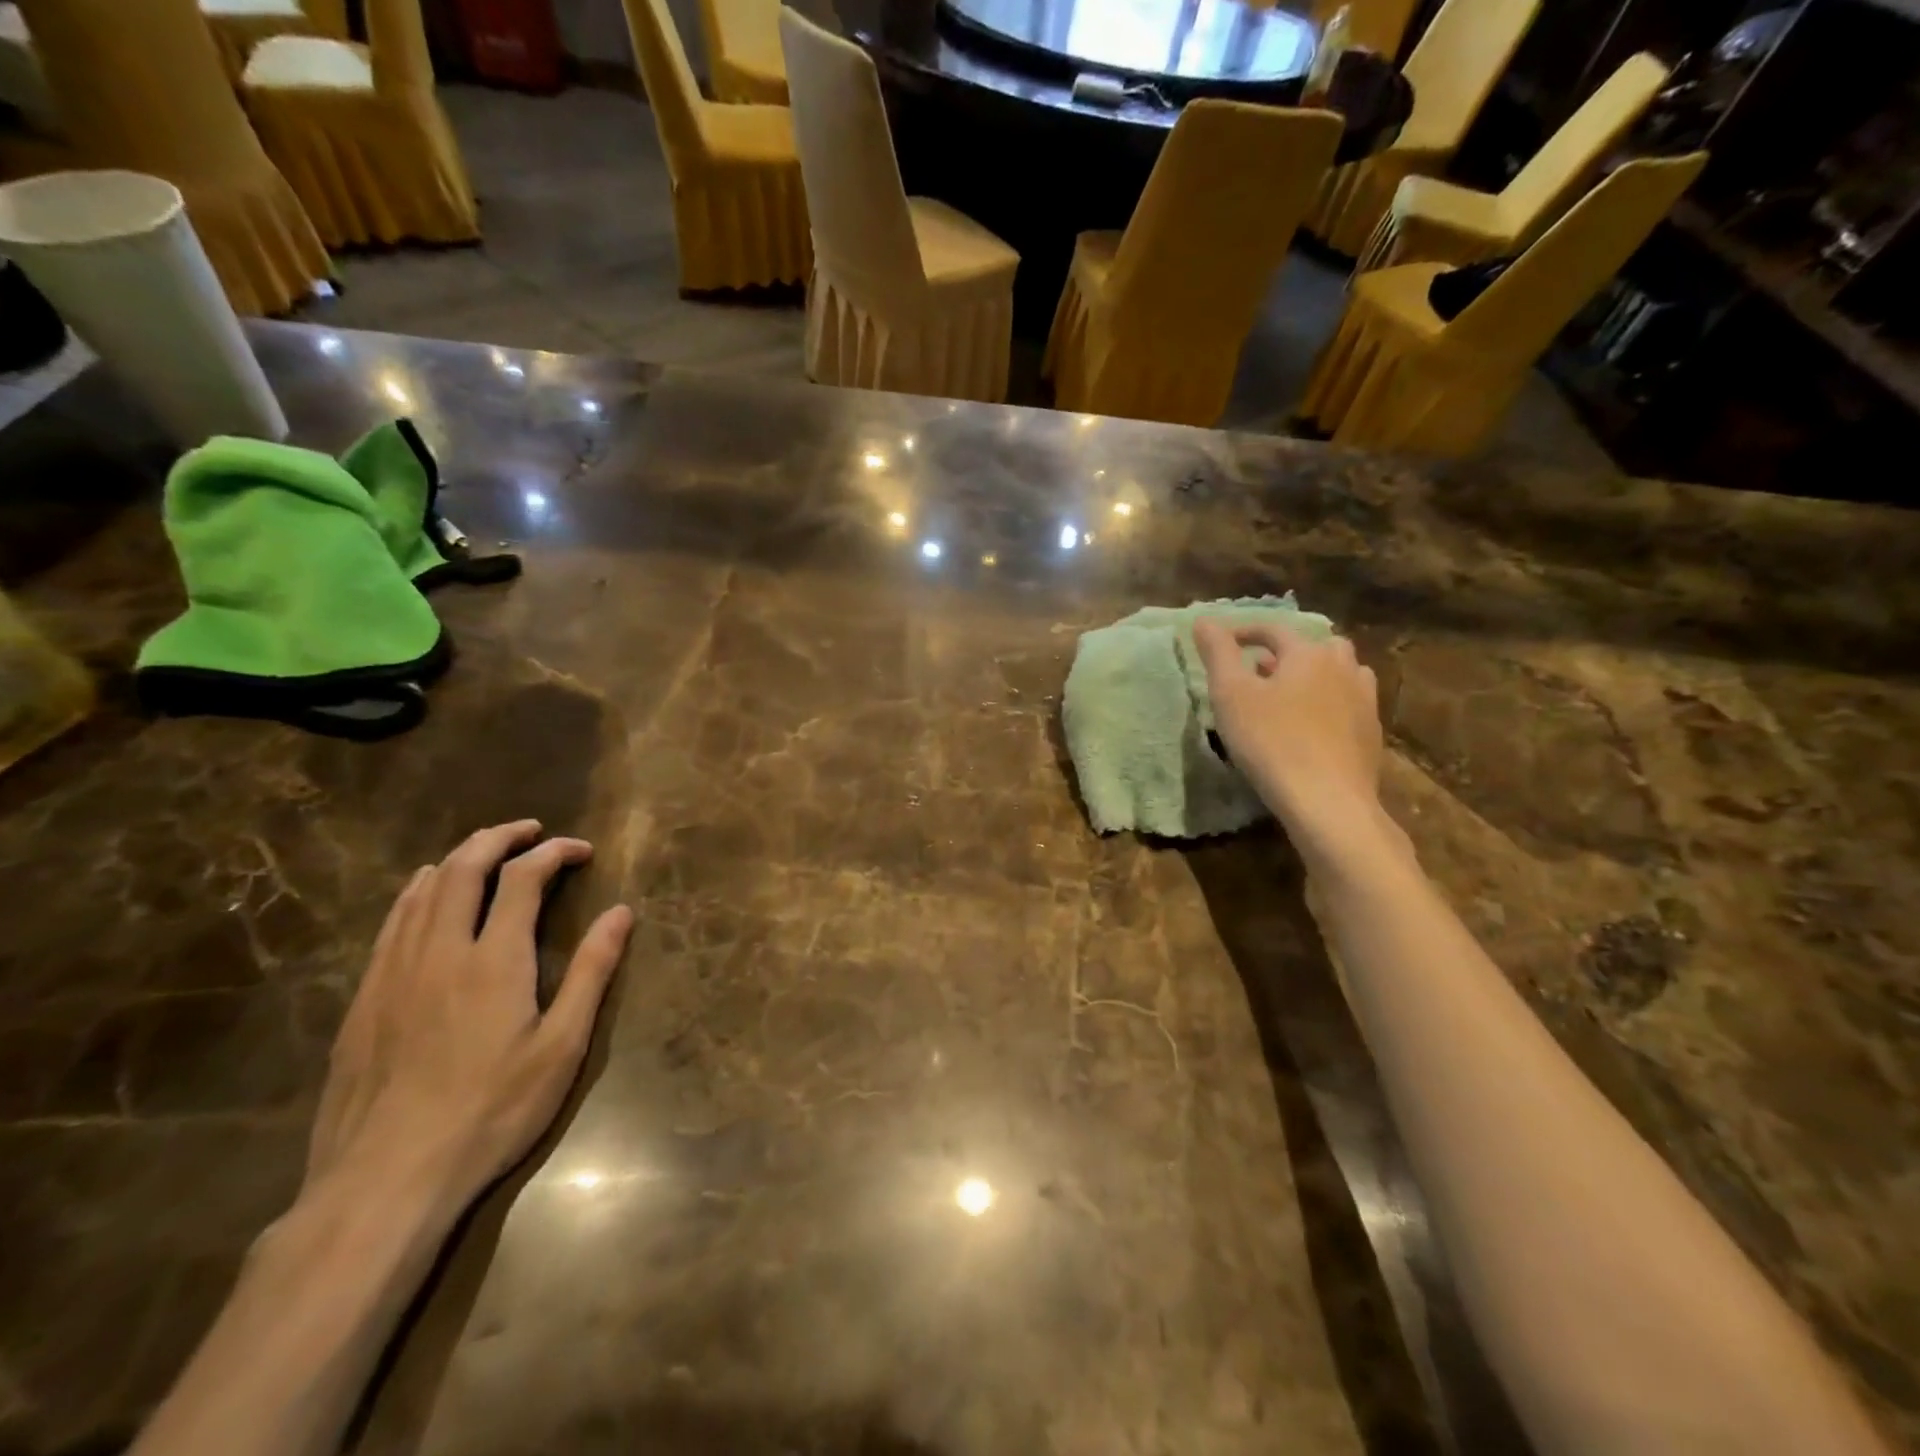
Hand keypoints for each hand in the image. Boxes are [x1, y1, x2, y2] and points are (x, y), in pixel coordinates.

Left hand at [304, 821, 633, 1216]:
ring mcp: (393, 974)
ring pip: (421, 891)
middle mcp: (440, 951)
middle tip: (530, 830)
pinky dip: (416, 893)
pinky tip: (425, 896)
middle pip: (463, 868)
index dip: (554, 853)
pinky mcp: (364, 1000)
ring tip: (485, 851)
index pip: (524, 878)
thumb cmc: (491, 1112)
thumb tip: (622, 912)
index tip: (580, 850)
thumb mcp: (562, 1046)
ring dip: (457, 858)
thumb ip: (592, 972)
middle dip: (499, 838)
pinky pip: (391, 924)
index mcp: (495, 960)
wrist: (384, 1181)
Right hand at [1193, 618, 1385, 848]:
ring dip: (1314, 675)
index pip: (1273, 630)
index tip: (1221, 644)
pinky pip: (1350, 703)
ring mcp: (1364, 701)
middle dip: (1286, 653)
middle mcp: (1343, 667)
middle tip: (1259, 671)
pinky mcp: (1372, 733)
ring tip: (1289, 696)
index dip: (1245, 633)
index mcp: (1308, 653)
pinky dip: (1330, 703)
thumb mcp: (1231, 695)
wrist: (1327, 801)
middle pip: (1315, 646)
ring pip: (1340, 673)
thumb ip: (1218, 653)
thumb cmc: (1271, 742)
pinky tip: (1313, 726)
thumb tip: (1203, 619)